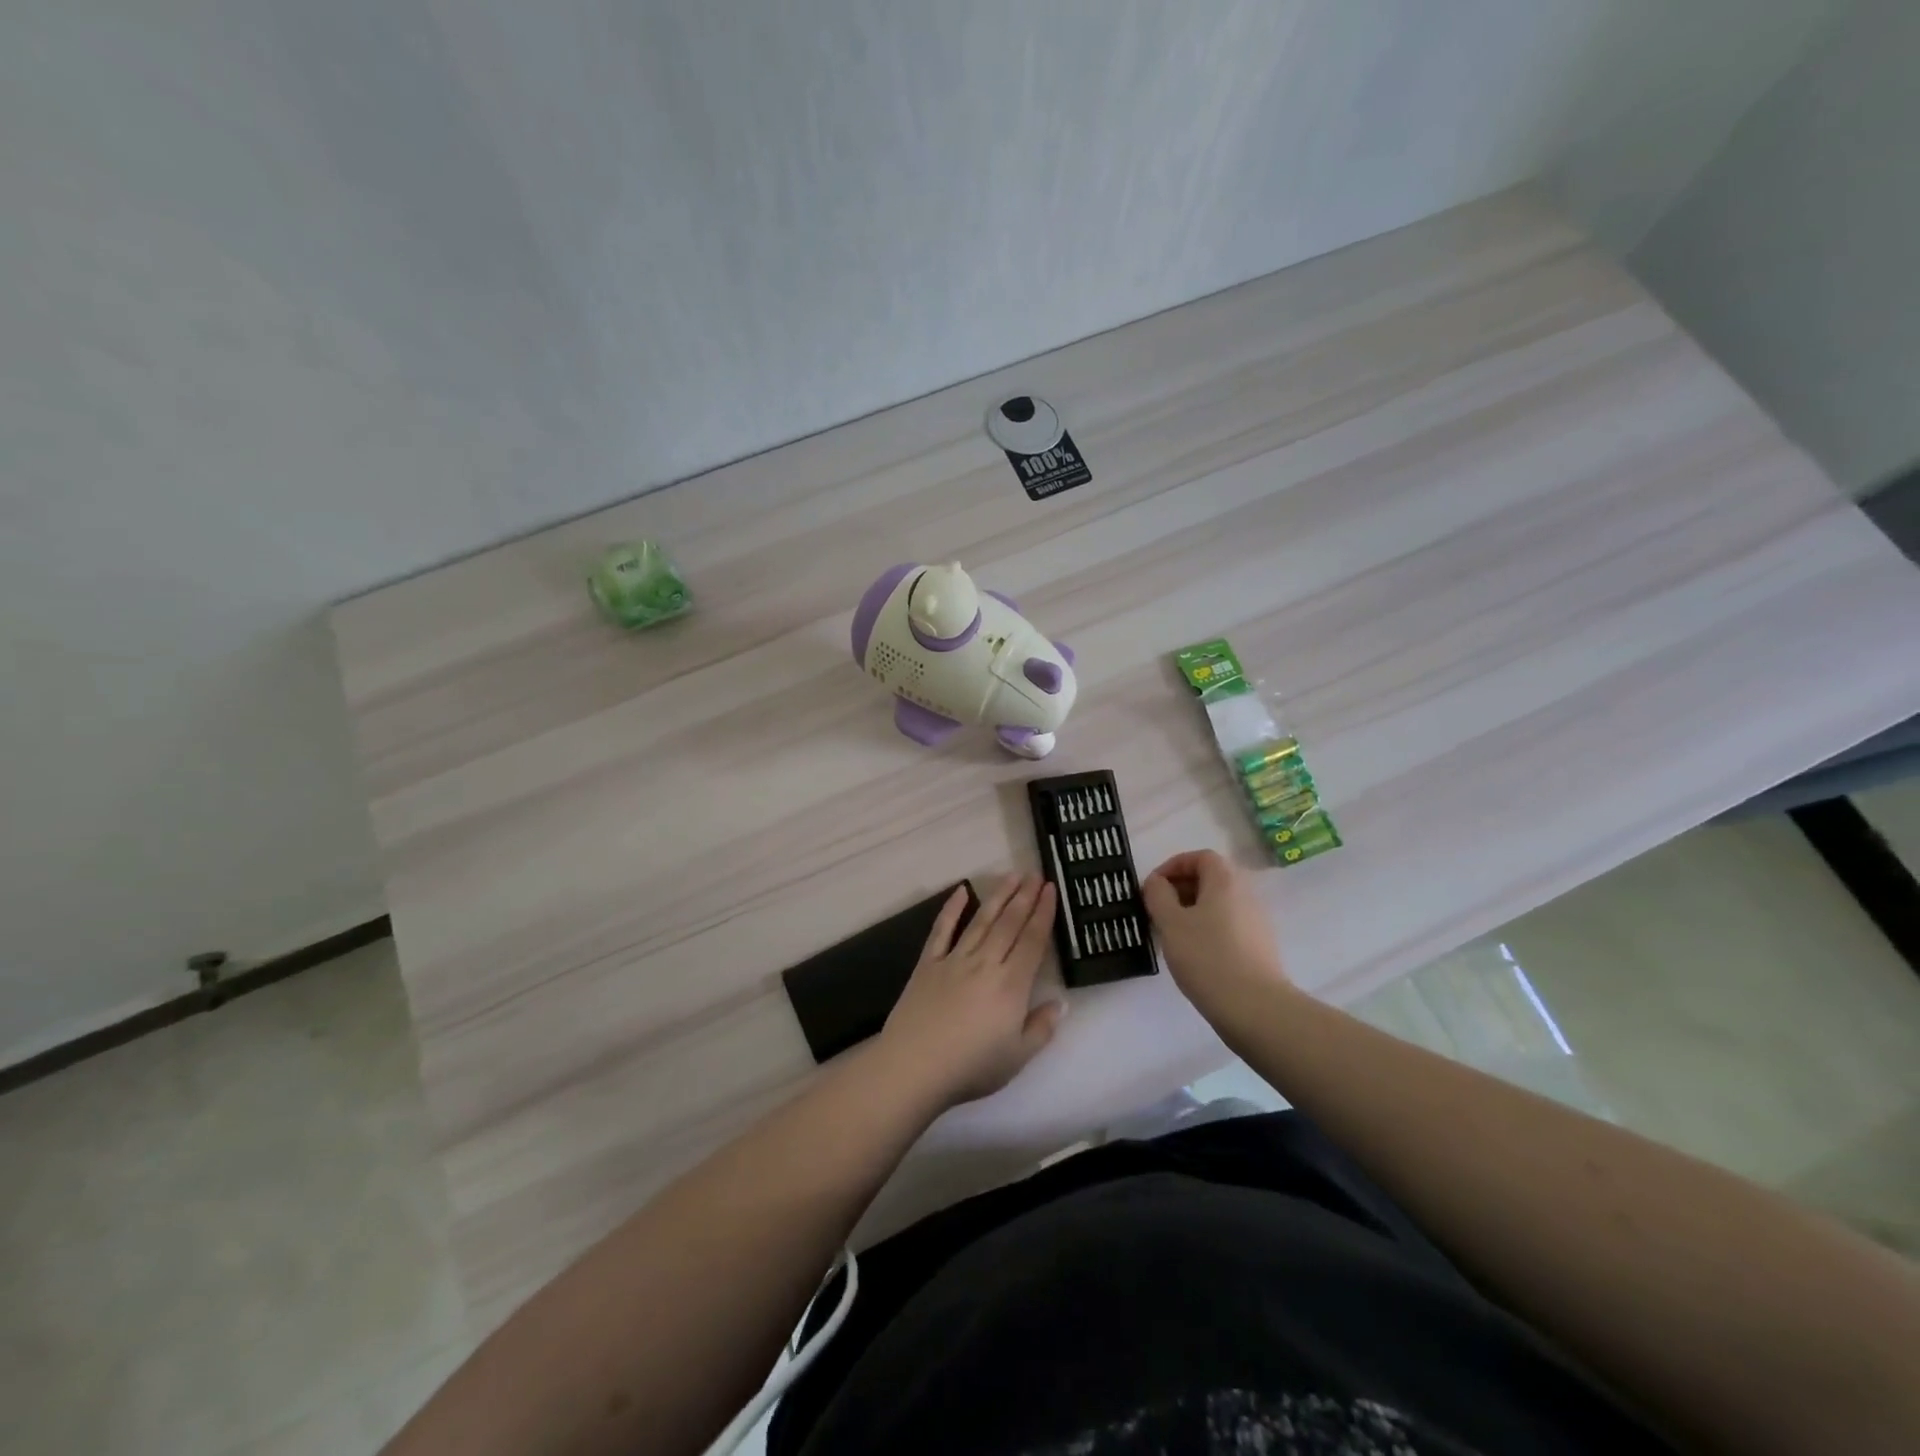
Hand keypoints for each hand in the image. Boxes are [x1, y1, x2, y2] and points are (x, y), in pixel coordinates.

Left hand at [879, 874, 1065, 1107]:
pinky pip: (942, 930)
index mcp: (1011, 984)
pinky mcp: (928, 964)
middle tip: (1035, 874)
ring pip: (981, 920)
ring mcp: (954, 960)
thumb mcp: (1018, 1057)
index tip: (1051, 890)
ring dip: (998, 896)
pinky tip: (960, 891)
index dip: (1043, 914)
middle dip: (1024, 897)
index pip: (1032, 941)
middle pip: (1009, 923)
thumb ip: (1041, 1028)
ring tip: (1011, 876)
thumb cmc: (971, 1067)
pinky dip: (951, 909)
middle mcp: (985, 963)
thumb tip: (1060, 1003)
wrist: (914, 1066)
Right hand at [1141, 849, 1291, 1021]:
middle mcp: (1246, 894)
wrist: (1255, 1008)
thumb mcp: (1171, 923)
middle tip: (1158, 910)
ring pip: (1219, 904)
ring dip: (1193, 911)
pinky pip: (1228, 925)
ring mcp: (1257, 922)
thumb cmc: (1207, 957)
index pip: (1201, 857)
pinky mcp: (1260, 947)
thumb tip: (1157, 882)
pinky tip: (1193, 954)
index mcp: (1225, 881)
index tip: (1153, 886)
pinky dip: (1208, 929)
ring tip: (1171, 934)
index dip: (1174, 865)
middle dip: (1181, 889)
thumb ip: (1158, 895)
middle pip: (1211, 879)